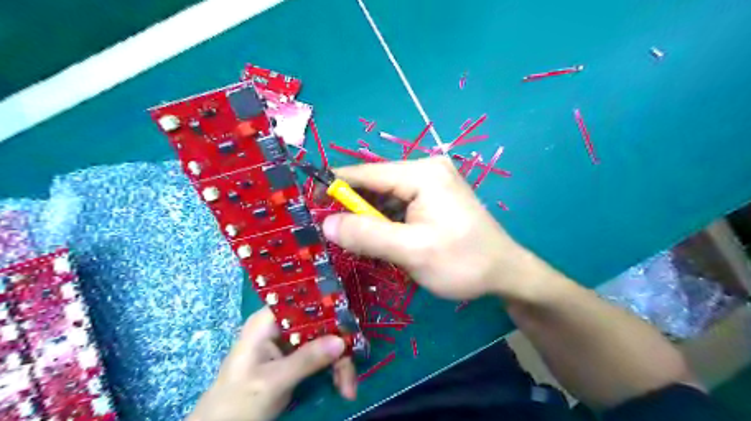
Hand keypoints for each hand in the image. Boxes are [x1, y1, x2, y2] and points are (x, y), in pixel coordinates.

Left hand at [186, 306, 356, 420]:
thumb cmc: (236, 402)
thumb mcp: (272, 382)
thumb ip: (306, 360)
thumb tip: (341, 340)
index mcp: (268, 321)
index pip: (304, 302)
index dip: (329, 309)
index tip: (350, 326)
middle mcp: (282, 326)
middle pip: (321, 324)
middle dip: (339, 347)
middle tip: (351, 373)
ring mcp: (290, 343)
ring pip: (326, 341)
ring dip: (340, 363)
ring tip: (349, 389)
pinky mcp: (296, 359)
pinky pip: (323, 357)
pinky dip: (334, 371)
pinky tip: (343, 388)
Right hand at [322, 157, 546, 300]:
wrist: (505, 273)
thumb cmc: (463, 262)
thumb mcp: (412, 251)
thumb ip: (367, 235)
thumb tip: (325, 222)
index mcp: (422, 173)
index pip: (366, 173)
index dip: (334, 187)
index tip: (307, 203)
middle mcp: (426, 170)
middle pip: (375, 184)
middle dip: (352, 207)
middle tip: (329, 231)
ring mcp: (431, 184)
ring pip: (385, 198)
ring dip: (368, 218)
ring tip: (351, 240)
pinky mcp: (433, 199)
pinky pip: (398, 206)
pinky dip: (384, 222)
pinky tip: (377, 239)